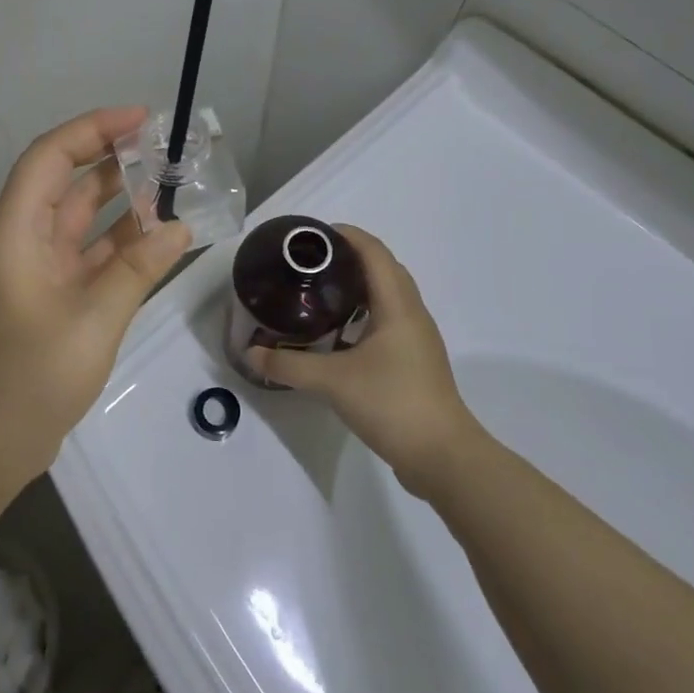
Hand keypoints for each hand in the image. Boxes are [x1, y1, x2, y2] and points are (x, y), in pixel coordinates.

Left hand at [0, 108, 190, 497]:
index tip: (142, 119)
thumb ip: (137, 268)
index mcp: (15, 232)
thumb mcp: (93, 318)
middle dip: (114, 160)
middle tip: (168, 149)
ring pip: (82, 220)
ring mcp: (38, 271)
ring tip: (173, 185)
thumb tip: (180, 226)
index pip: (51, 157)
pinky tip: (161, 238)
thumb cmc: (29, 377)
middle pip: (68, 183)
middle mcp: (23, 241)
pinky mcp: (52, 298)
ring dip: (123, 203)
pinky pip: (90, 255)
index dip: (93, 129)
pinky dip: (122, 245)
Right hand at [246, 226, 479, 495]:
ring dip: (358, 286)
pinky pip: (388, 320)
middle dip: (349, 257)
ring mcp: (417, 338)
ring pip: (388, 295)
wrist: (442, 456)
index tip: (312, 235)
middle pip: (383, 268)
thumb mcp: (332, 382)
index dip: (346, 235)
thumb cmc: (392, 403)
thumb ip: (288, 365)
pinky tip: (338, 333)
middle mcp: (412, 313)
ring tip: (320, 291)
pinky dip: (364, 313)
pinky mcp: (415, 361)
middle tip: (309, 263)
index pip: (374, 252)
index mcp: (398, 305)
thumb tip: (251, 353)